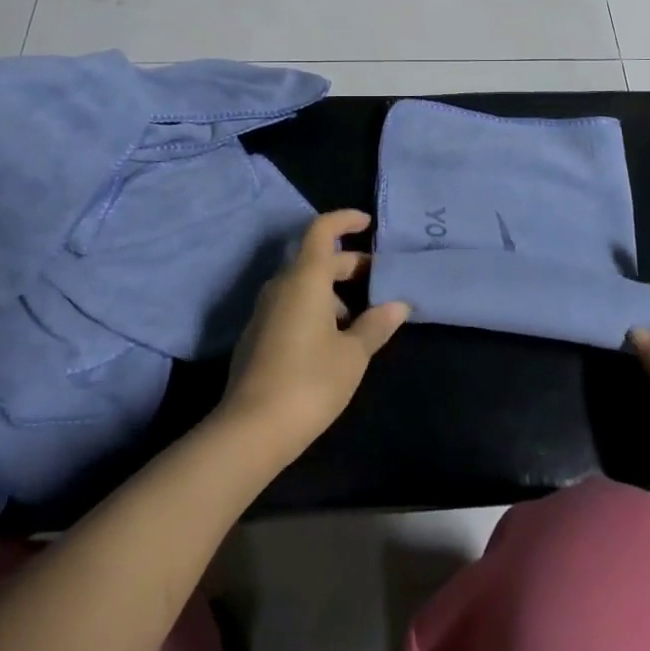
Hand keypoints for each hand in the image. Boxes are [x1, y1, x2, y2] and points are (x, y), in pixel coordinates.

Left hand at [220, 210, 409, 461]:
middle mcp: (281, 286)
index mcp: (305, 278)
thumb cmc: (309, 381)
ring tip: (360, 319)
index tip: (368, 224)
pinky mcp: (257, 336)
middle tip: (378, 280)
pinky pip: (291, 306)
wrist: (250, 430)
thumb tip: (399, 304)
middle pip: (316, 259)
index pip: (322, 230)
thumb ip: (376, 324)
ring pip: (303, 285)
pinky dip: (315, 309)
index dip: (345, 220)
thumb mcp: (353, 354)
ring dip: (332, 292)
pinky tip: (332, 341)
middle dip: (348, 264)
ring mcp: (264, 311)